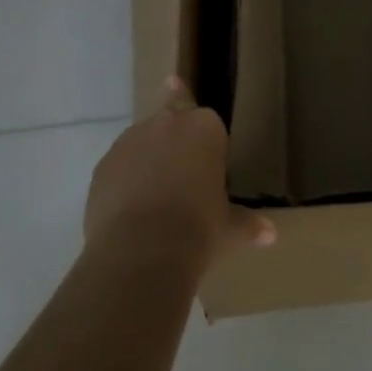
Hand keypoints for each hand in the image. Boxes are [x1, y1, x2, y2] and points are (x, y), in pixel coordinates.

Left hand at [85, 77, 275, 273]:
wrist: (140, 253)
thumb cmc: (199, 229)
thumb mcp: (230, 229)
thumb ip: (248, 224)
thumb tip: (270, 235)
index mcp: (204, 128)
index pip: (207, 117)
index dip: (206, 138)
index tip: (207, 159)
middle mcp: (165, 124)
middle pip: (171, 121)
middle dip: (175, 142)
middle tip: (181, 174)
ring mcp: (129, 143)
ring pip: (141, 143)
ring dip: (148, 161)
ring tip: (155, 200)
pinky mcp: (101, 168)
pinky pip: (118, 168)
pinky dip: (124, 182)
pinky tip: (131, 213)